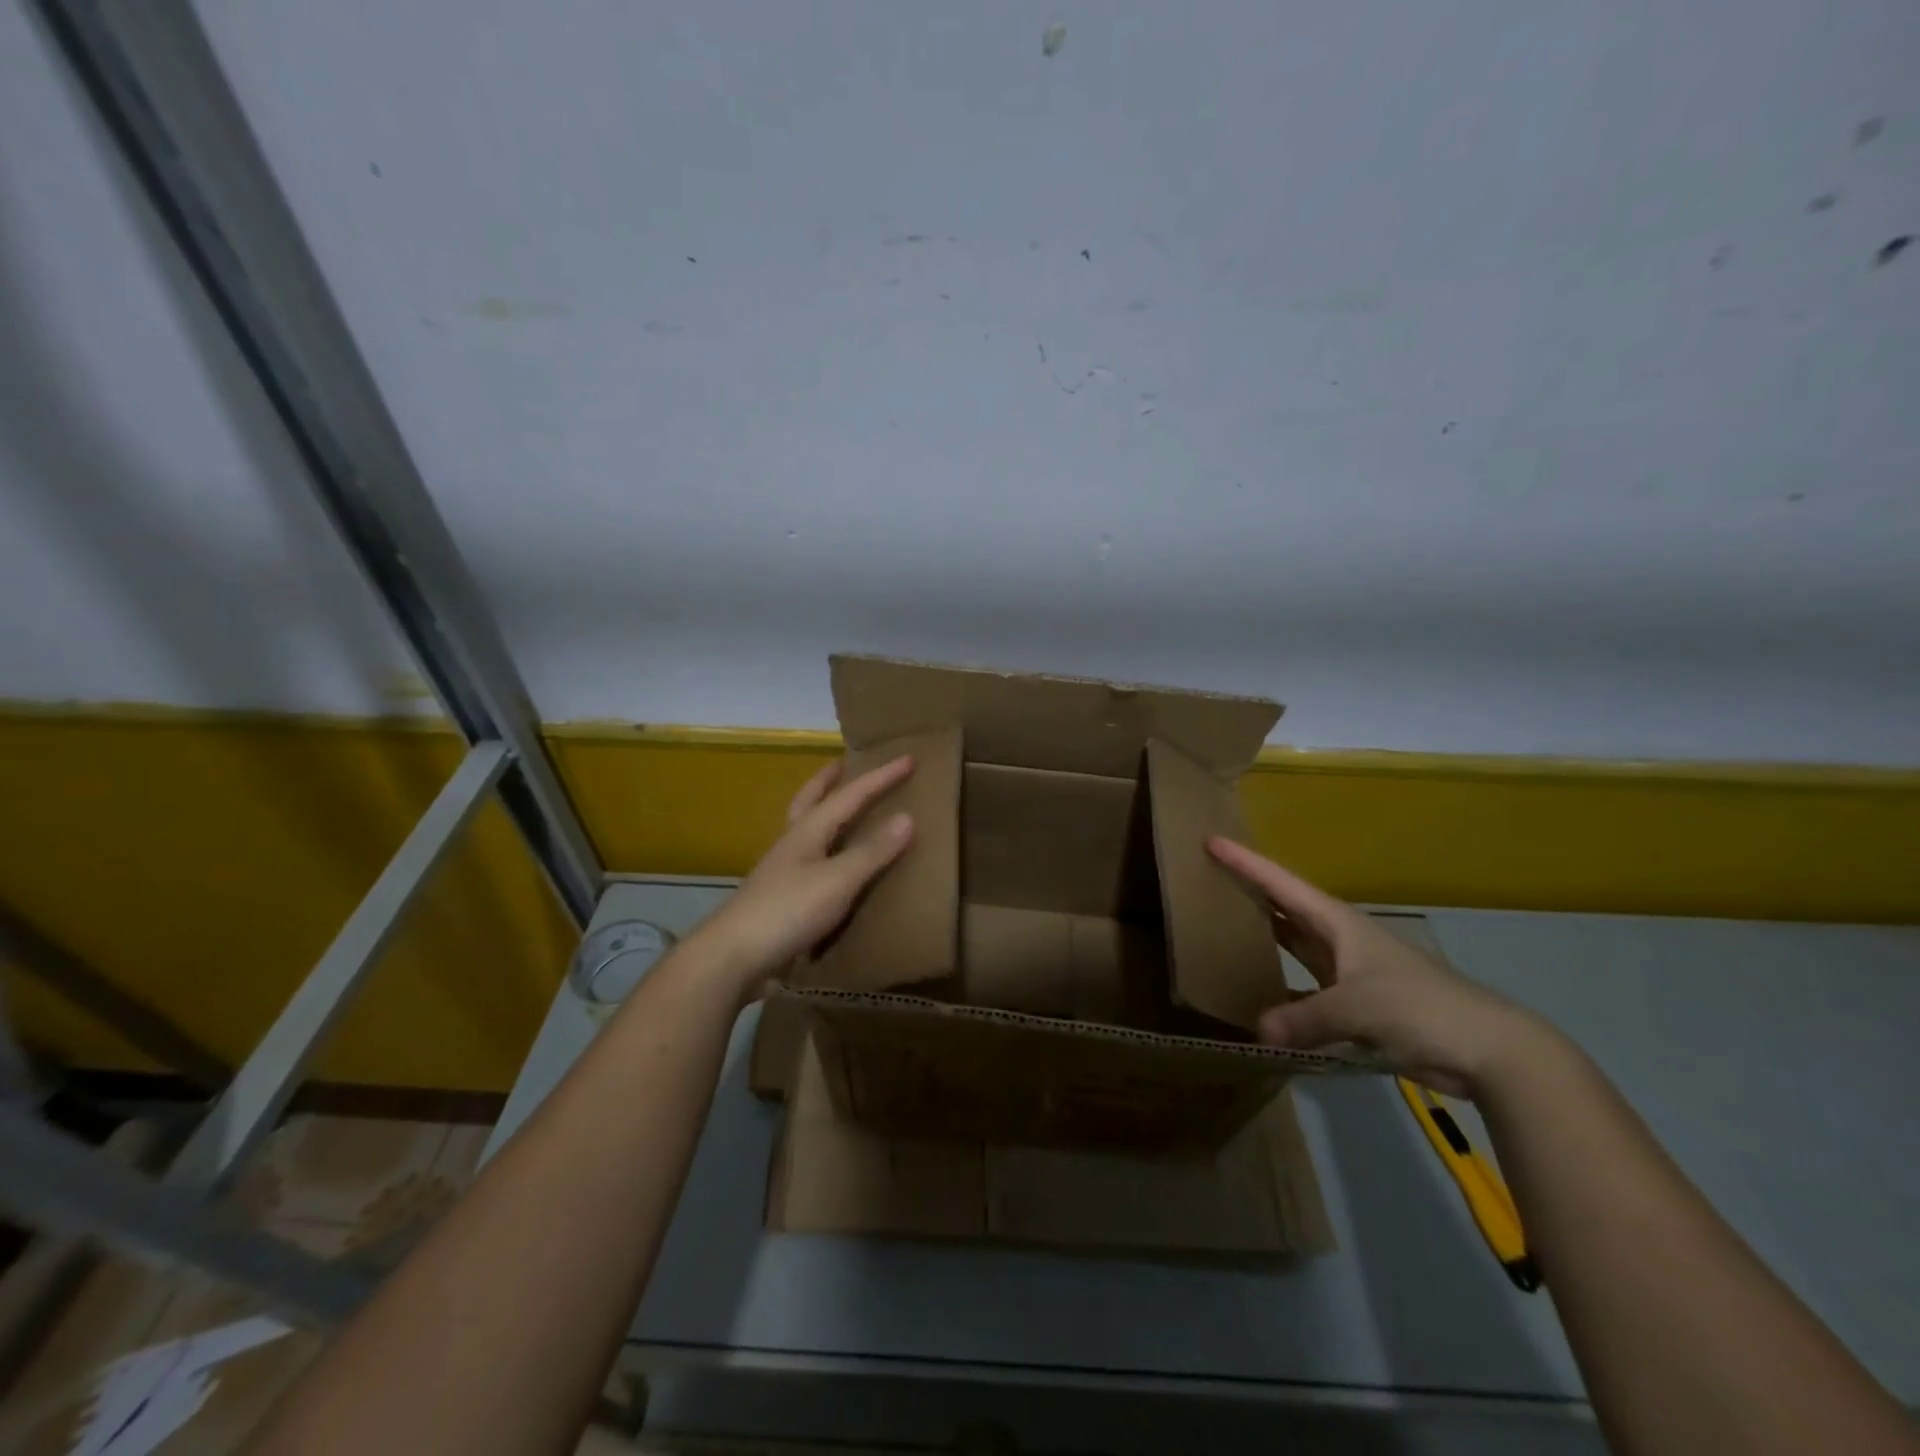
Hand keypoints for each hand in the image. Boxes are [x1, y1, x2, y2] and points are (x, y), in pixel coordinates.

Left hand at [689, 756, 915, 997]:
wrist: (733, 958)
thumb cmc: (787, 911)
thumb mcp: (838, 880)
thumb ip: (872, 851)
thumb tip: (907, 817)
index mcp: (807, 831)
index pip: (850, 795)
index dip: (880, 777)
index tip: (909, 758)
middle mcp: (793, 844)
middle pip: (810, 800)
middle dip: (830, 780)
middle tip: (847, 763)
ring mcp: (783, 872)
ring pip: (808, 830)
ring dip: (825, 813)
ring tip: (846, 811)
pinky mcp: (782, 900)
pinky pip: (811, 864)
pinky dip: (827, 853)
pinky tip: (838, 868)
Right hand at [1209, 837, 1543, 1098]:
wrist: (1488, 1048)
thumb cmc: (1420, 1007)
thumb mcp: (1356, 1008)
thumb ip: (1304, 1019)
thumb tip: (1259, 1030)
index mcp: (1337, 923)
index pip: (1281, 883)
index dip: (1245, 862)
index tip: (1211, 841)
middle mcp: (1339, 939)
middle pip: (1285, 907)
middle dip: (1250, 892)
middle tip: (1209, 881)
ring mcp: (1349, 971)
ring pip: (1295, 947)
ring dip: (1265, 939)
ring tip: (1224, 932)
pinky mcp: (1358, 1004)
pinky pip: (1307, 989)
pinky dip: (1284, 992)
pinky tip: (1262, 1000)